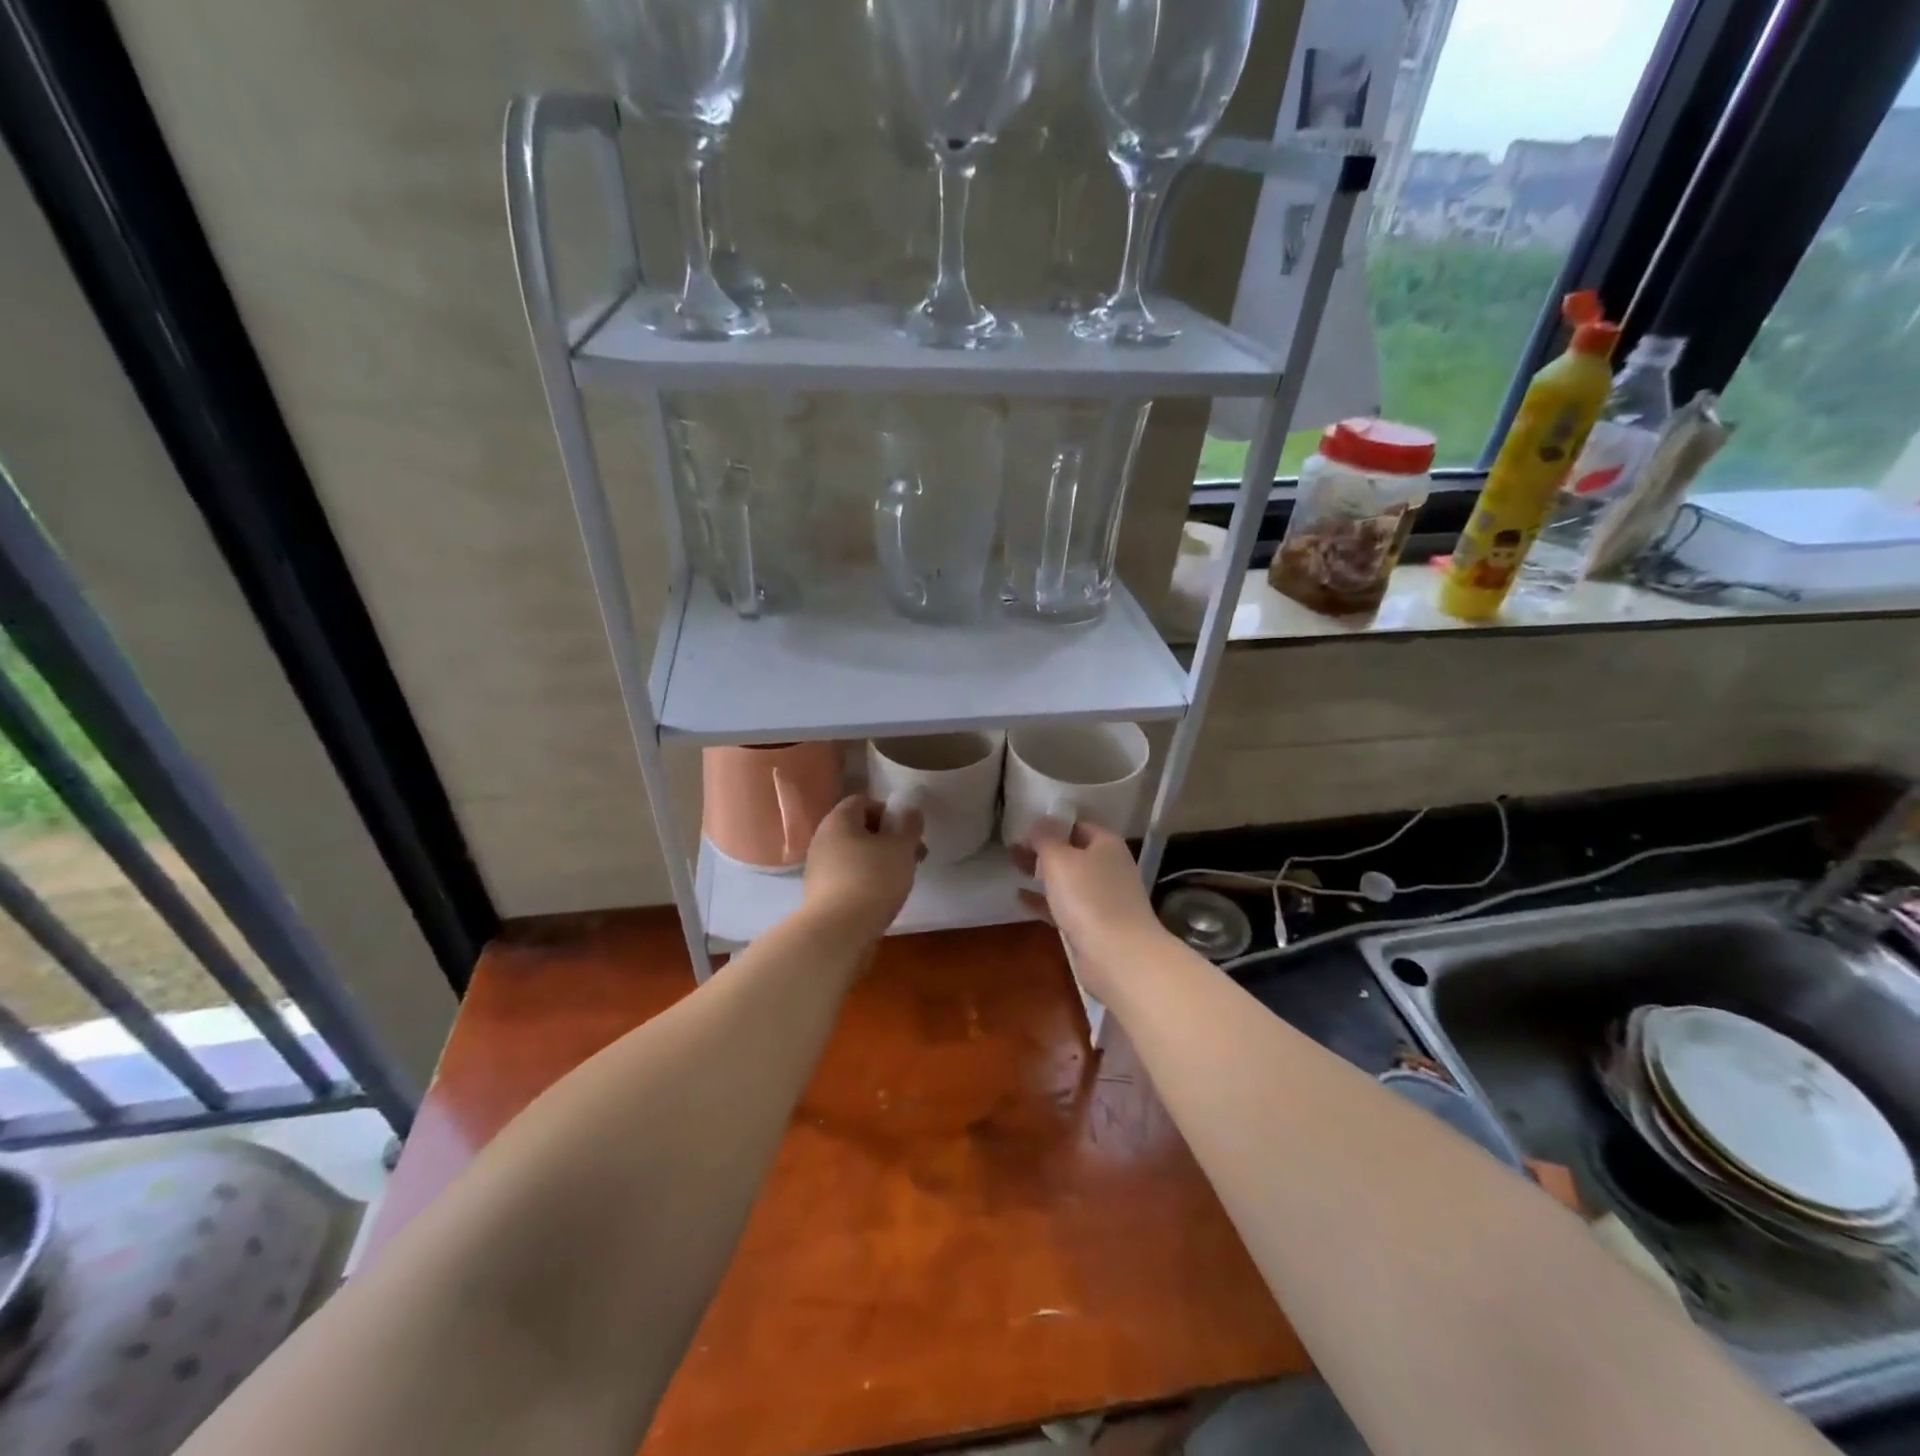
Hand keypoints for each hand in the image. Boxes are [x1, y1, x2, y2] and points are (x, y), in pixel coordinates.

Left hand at [799, 791, 923, 942]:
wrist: (838, 932)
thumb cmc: (873, 879)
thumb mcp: (901, 848)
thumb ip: (909, 826)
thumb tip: (911, 811)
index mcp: (838, 820)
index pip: (863, 801)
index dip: (889, 812)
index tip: (907, 832)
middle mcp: (823, 839)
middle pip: (859, 830)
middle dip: (888, 840)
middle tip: (912, 857)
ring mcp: (818, 868)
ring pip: (855, 856)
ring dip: (879, 862)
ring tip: (901, 881)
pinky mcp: (820, 895)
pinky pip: (848, 878)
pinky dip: (866, 882)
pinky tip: (882, 899)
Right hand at [1013, 818, 1169, 1002]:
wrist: (1119, 957)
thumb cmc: (1089, 898)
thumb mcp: (1060, 860)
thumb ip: (1045, 838)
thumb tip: (1040, 821)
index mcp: (1106, 844)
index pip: (1077, 823)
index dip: (1050, 822)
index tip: (1022, 824)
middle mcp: (1109, 866)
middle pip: (1072, 851)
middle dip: (1043, 849)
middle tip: (1012, 848)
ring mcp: (1104, 897)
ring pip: (1068, 879)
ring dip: (1042, 874)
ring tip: (1014, 867)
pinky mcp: (1095, 925)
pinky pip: (1065, 905)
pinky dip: (1044, 900)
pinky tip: (1020, 898)